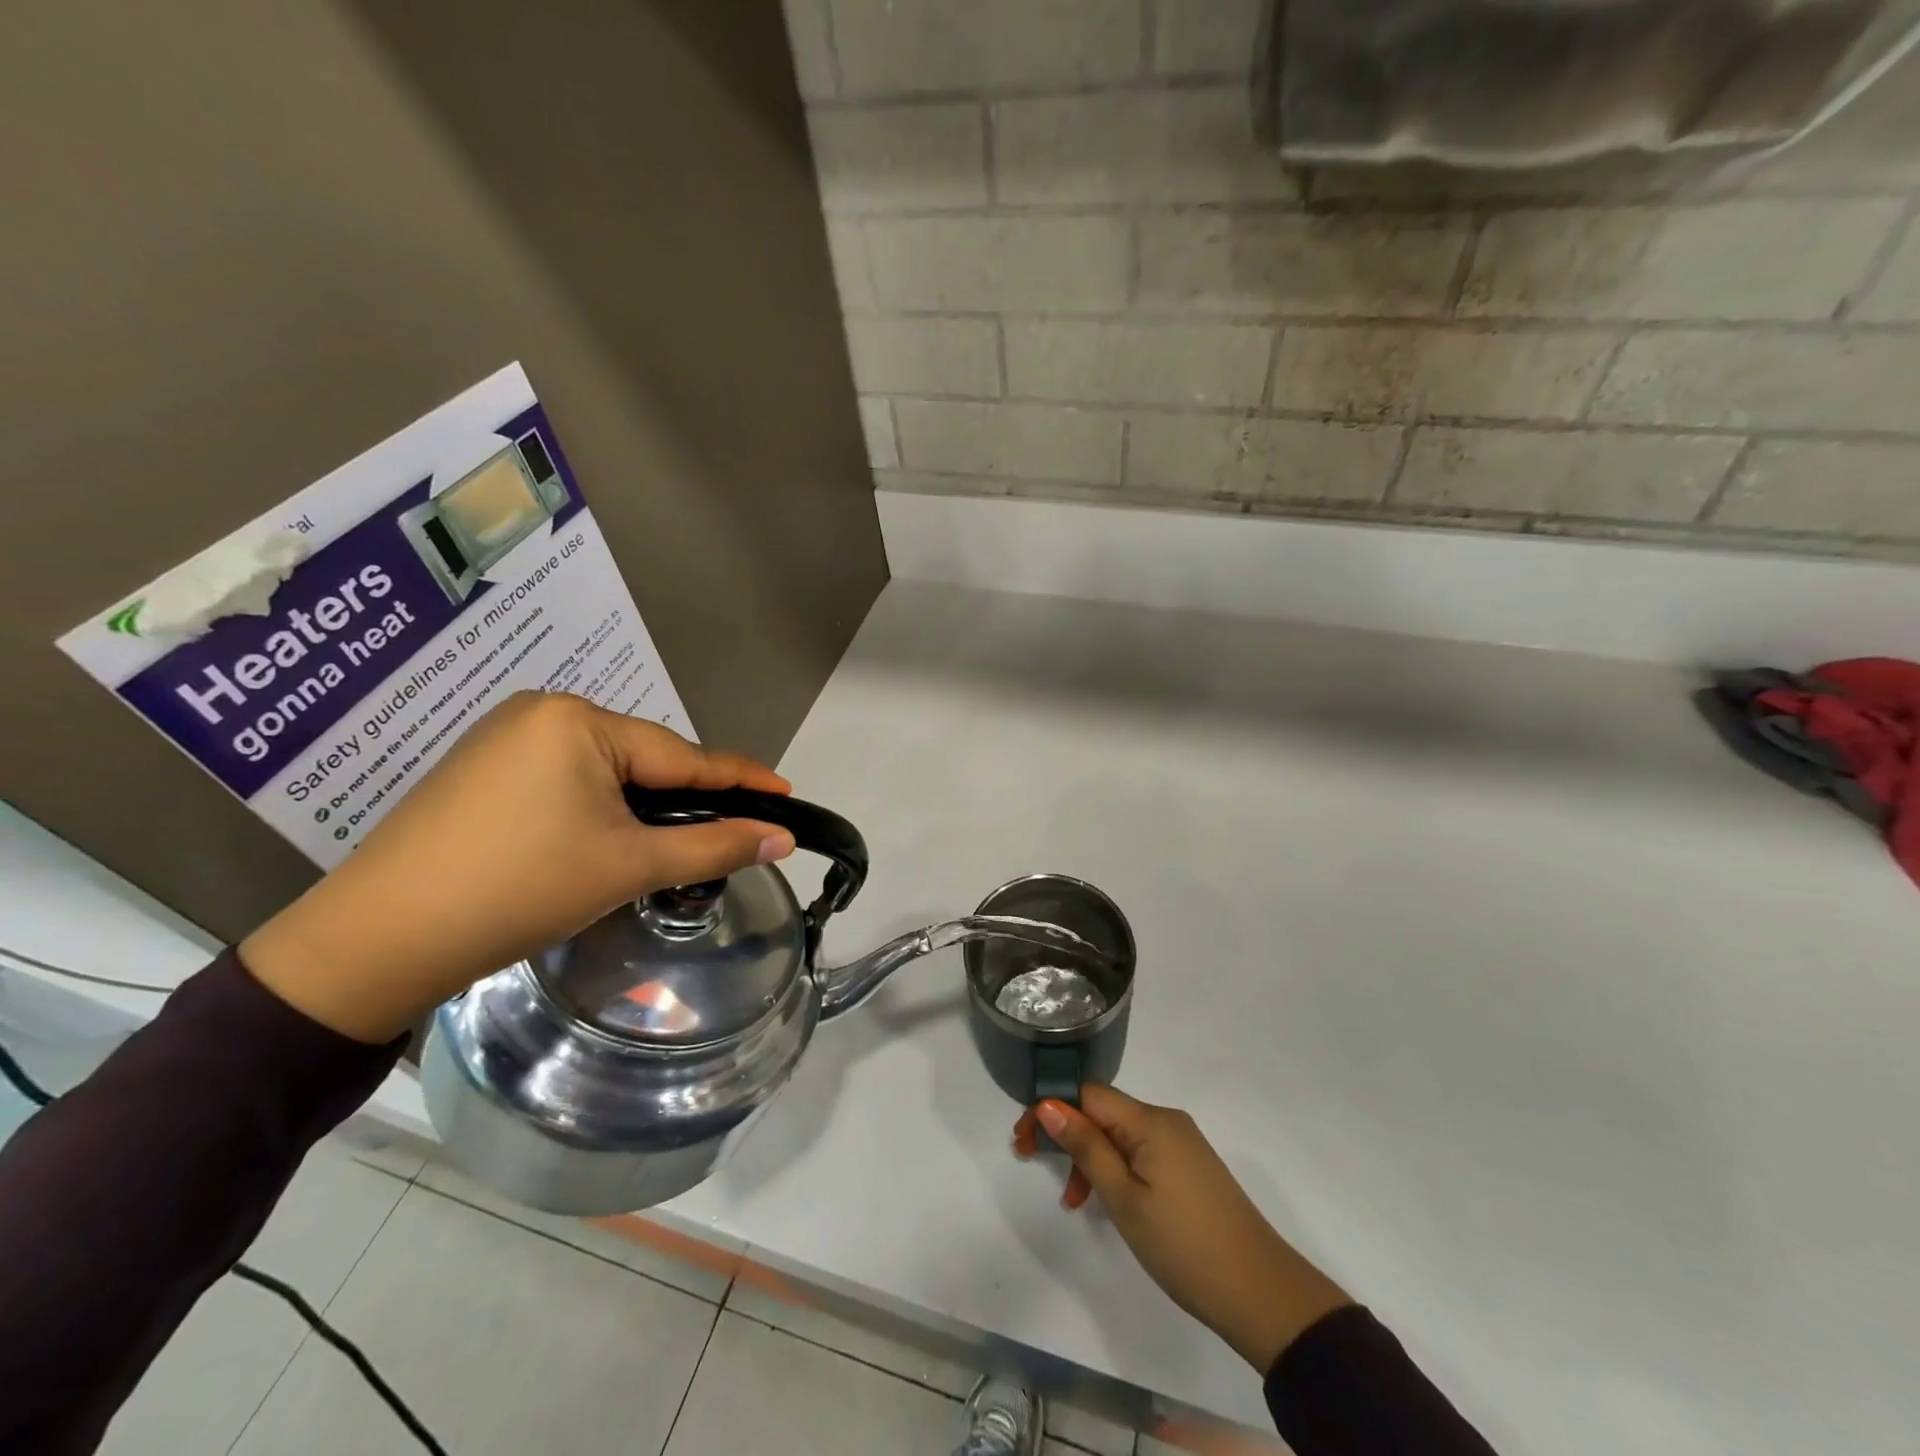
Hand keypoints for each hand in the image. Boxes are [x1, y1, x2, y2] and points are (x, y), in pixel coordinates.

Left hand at [240, 692, 794, 1043]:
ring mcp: (505, 738)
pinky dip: (601, 807)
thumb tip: (782, 838)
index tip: (786, 791)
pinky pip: (567, 779)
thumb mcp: (629, 866)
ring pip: (606, 771)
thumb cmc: (519, 890)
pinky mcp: (483, 770)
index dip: (741, 778)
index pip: (683, 755)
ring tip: (677, 840)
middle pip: (644, 760)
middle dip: (688, 796)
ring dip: (645, 805)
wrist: (378, 941)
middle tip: (734, 829)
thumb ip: (714, 846)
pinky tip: (609, 837)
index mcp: (579, 721)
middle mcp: (542, 713)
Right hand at [1015, 1086, 1350, 1373]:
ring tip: (1075, 1201)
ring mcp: (1182, 1143)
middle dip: (1066, 1133)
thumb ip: (1086, 1147)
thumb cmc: (1183, 1245)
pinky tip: (1108, 1201)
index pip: (1087, 1094)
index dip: (1051, 1109)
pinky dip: (1116, 1168)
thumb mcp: (1124, 1198)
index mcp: (1150, 1120)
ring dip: (1090, 1156)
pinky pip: (1141, 1151)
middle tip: (1031, 1162)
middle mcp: (1166, 1119)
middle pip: (1103, 1111)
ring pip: (1121, 1134)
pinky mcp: (1191, 1166)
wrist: (1262, 1293)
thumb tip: (1049, 1103)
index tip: (1023, 1140)